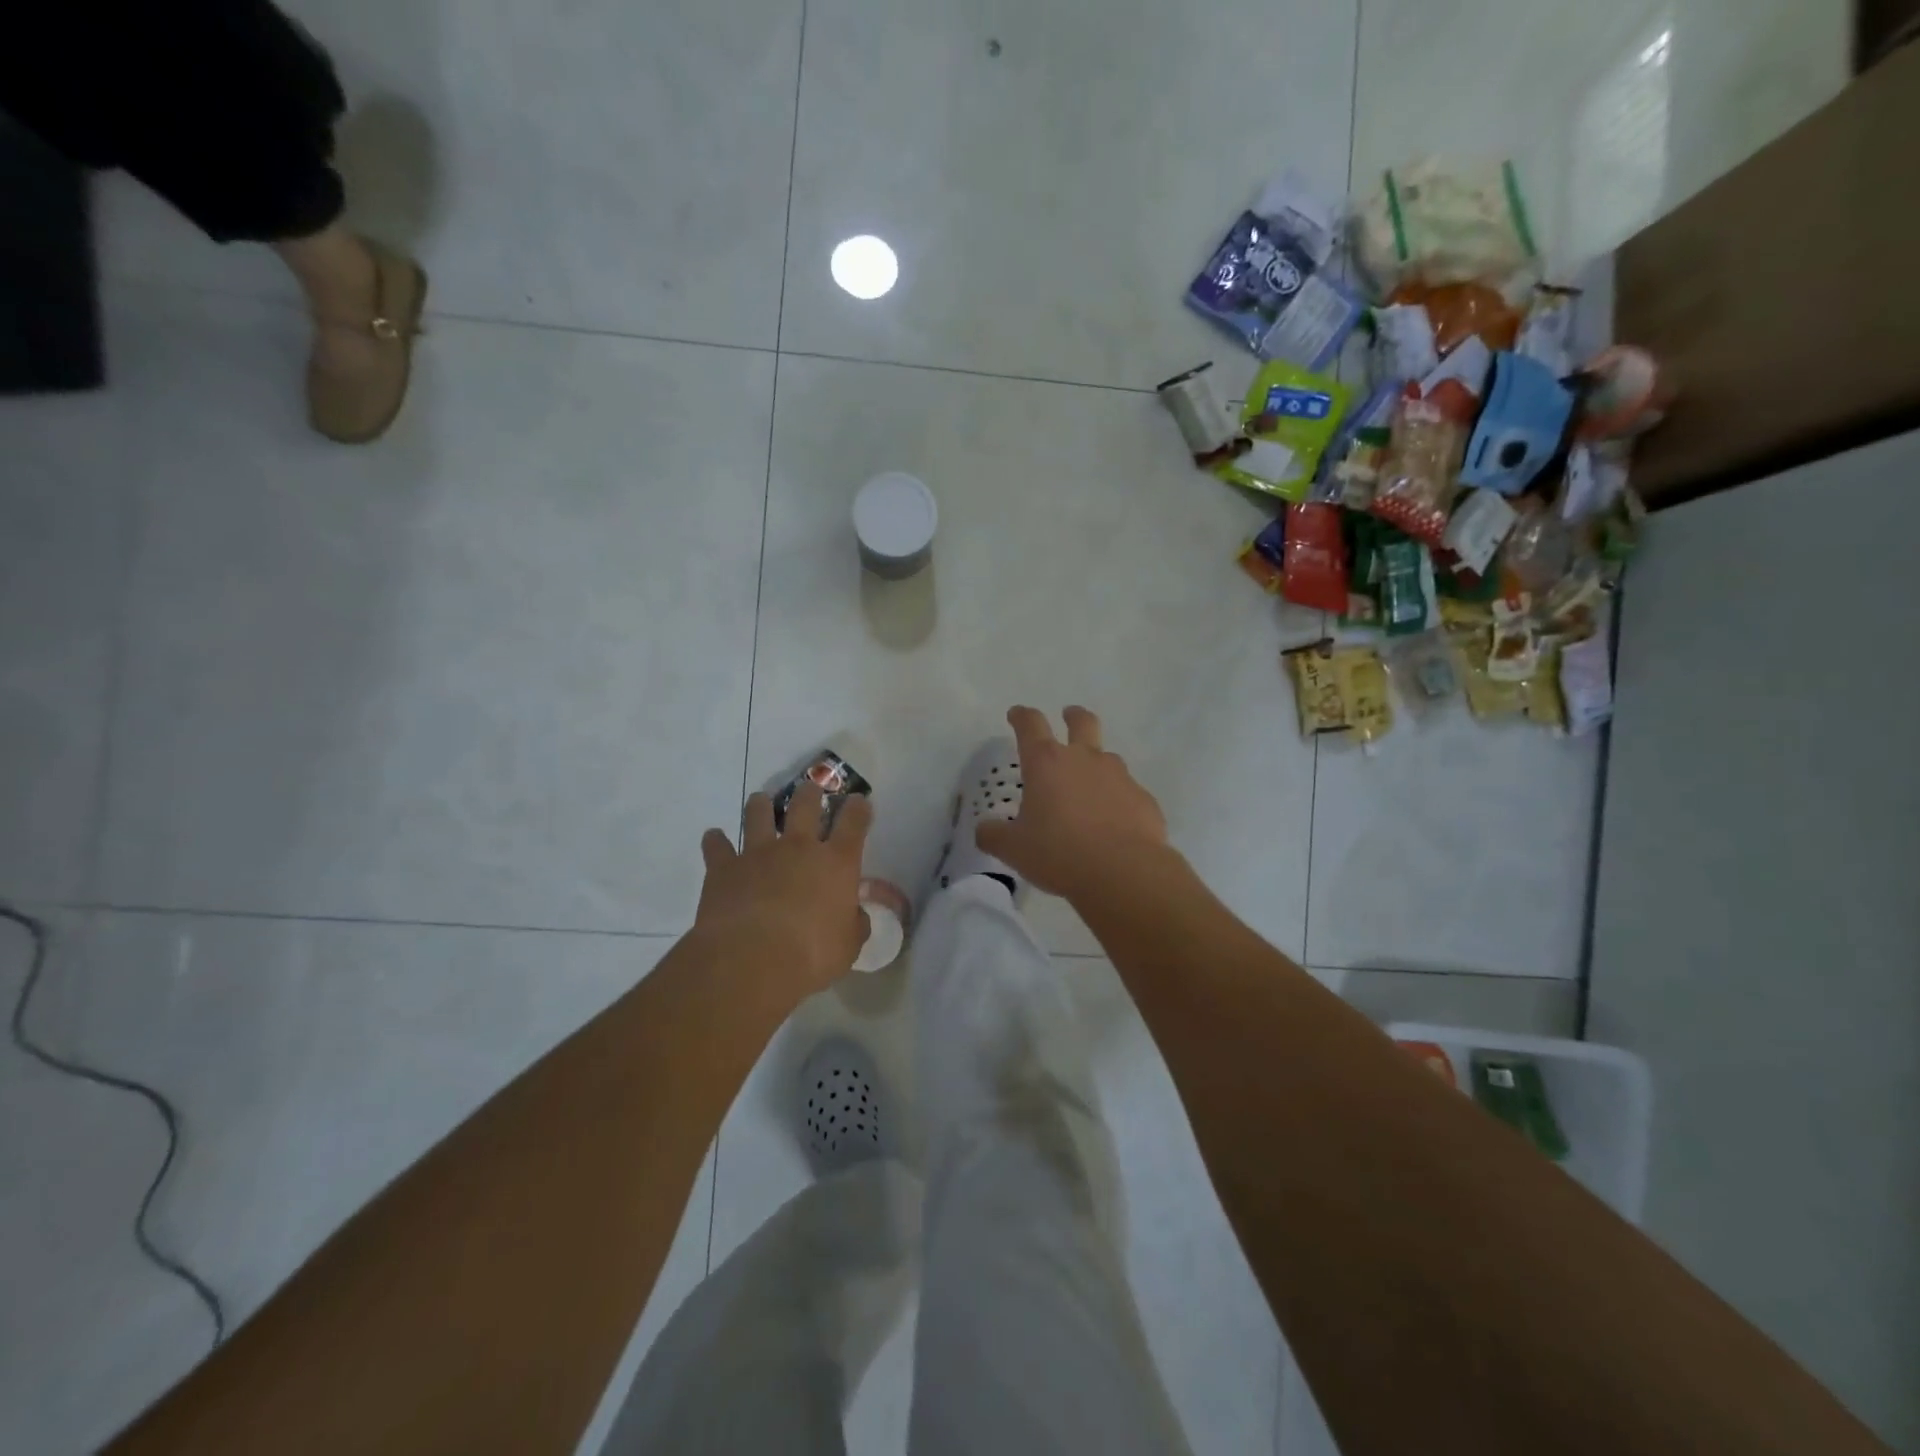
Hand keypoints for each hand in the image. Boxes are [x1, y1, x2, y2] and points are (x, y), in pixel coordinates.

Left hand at [696, 785, 871, 999]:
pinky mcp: (724, 867)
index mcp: (837, 863)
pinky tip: (714, 839)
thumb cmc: (811, 955)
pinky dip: (716, 841)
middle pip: (806, 804)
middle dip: (811, 793)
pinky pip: (717, 845)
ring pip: (759, 813)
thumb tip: (855, 916)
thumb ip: (854, 925)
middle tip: (811, 790)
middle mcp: (799, 847)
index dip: (858, 808)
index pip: (854, 823)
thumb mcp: (848, 946)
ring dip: (761, 805)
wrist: (751, 959)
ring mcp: (758, 853)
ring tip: (761, 802)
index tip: (859, 801)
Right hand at [976, 706, 1170, 901]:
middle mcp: (1084, 759)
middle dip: (1073, 716)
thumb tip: (984, 829)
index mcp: (1046, 763)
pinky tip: (1114, 823)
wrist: (1123, 872)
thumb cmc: (1059, 853)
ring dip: (1096, 764)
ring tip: (1089, 787)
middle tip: (1069, 716)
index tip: (1016, 714)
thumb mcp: (1014, 849)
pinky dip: (1117, 800)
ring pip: (1107, 758)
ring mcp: (1119, 776)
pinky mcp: (1143, 799)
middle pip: (1082, 722)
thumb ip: (994, 835)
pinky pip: (1127, 792)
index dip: (1021, 716)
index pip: (1030, 725)